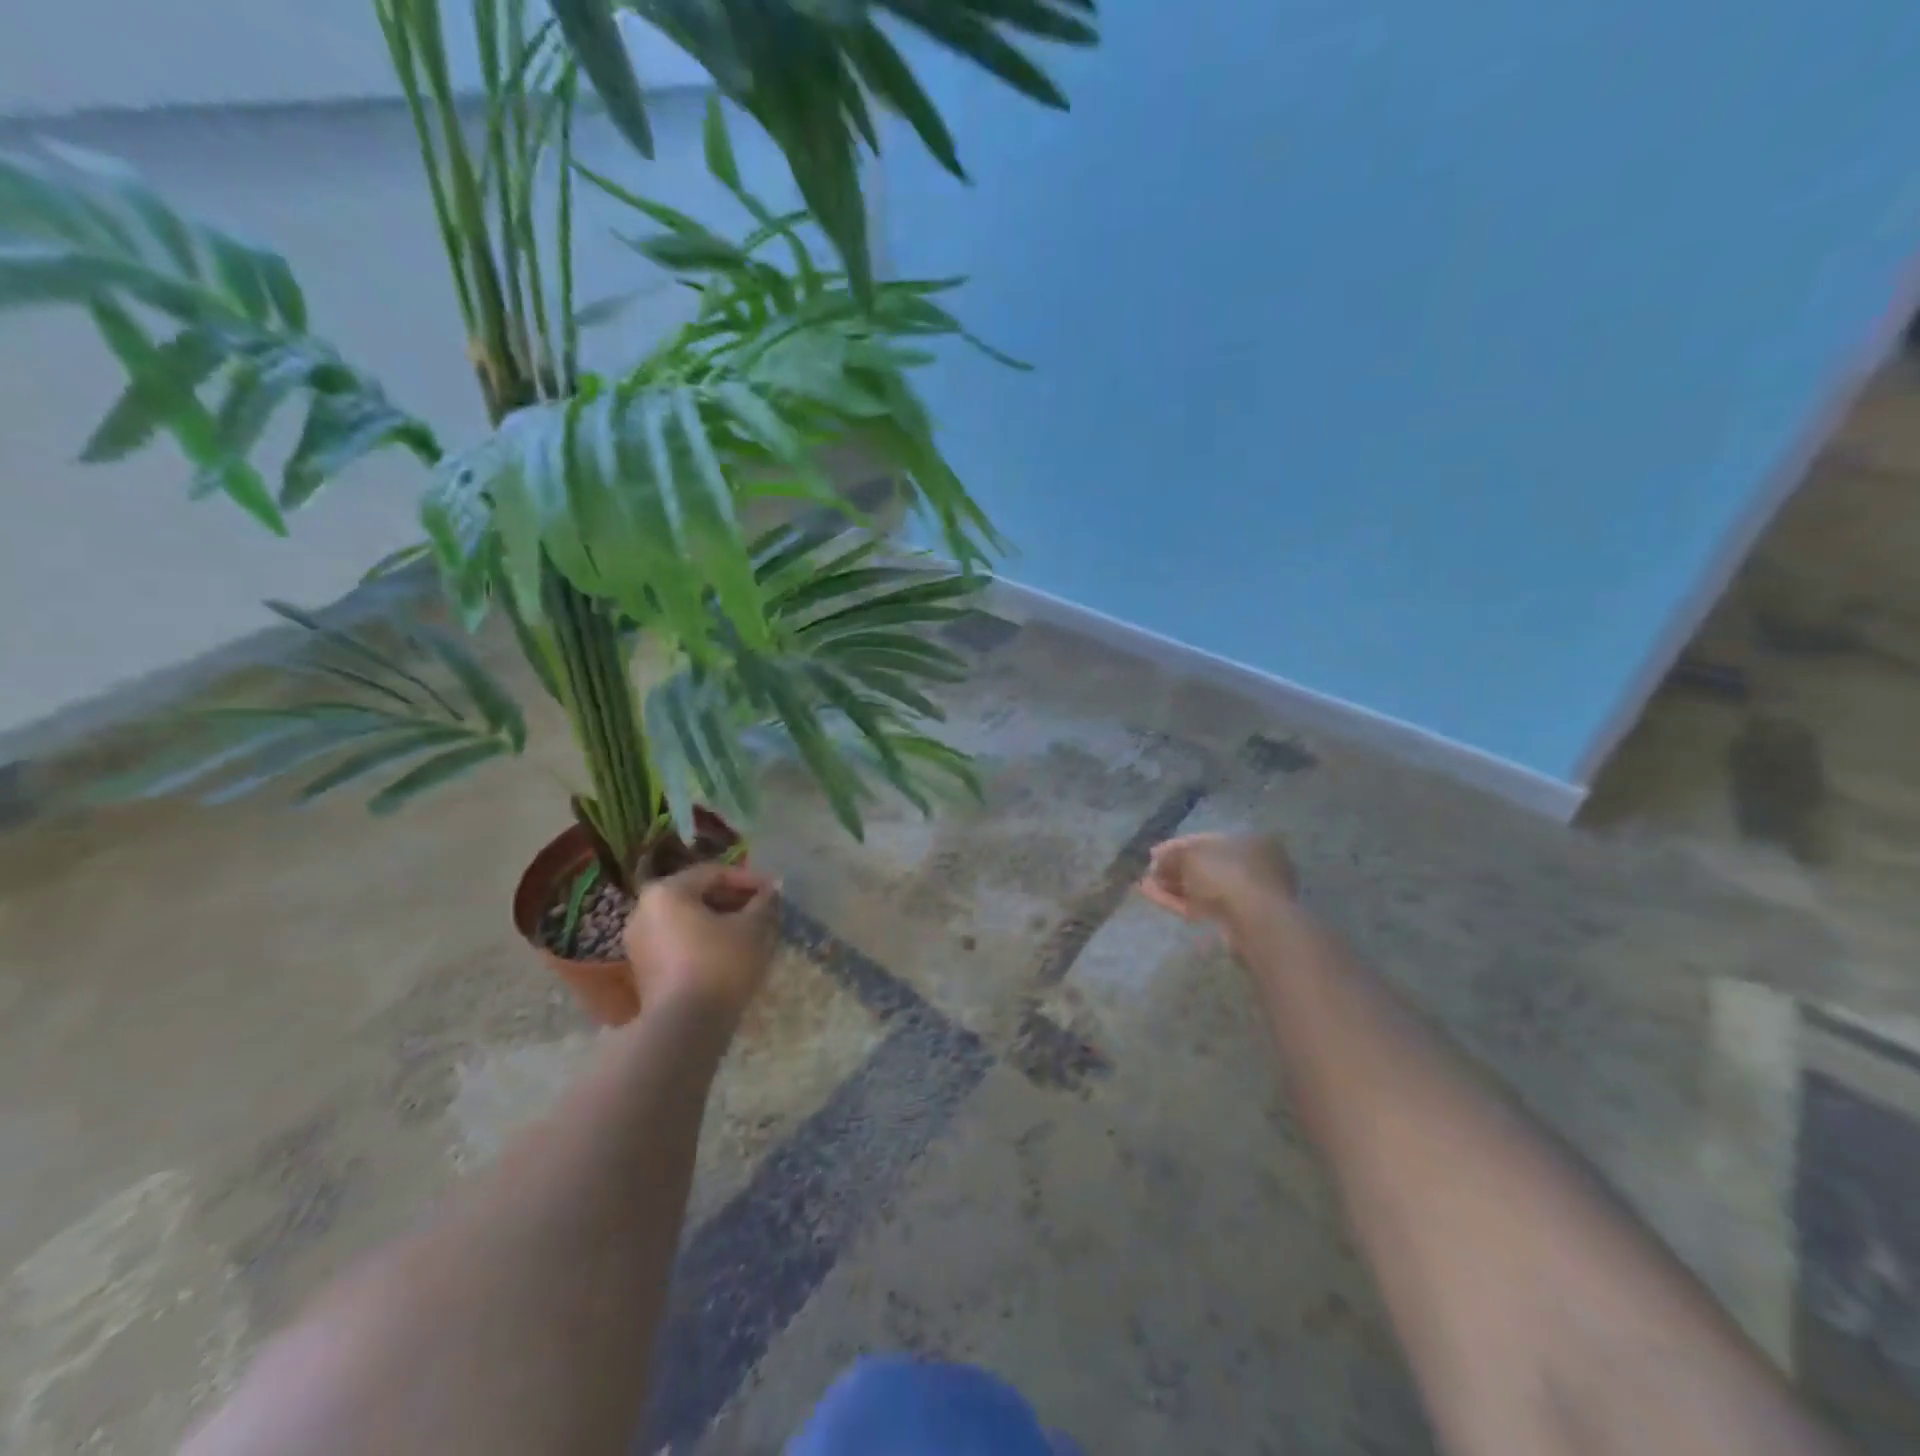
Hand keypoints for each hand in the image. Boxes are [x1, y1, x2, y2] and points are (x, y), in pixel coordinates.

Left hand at [624, 863, 780, 1022]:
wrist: (684, 1027)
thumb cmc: (720, 964)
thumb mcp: (753, 928)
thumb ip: (764, 903)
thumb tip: (772, 890)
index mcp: (666, 891)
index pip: (714, 873)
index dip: (749, 880)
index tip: (775, 892)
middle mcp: (644, 911)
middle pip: (698, 896)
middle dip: (734, 902)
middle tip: (764, 911)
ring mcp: (639, 943)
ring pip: (689, 921)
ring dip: (721, 922)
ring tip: (752, 933)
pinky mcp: (644, 971)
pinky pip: (680, 943)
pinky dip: (705, 942)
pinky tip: (731, 954)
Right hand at [1138, 832, 1297, 929]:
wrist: (1256, 923)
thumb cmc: (1227, 876)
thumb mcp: (1190, 856)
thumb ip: (1171, 855)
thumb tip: (1157, 862)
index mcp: (1249, 841)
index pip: (1206, 840)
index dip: (1176, 846)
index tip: (1153, 854)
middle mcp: (1253, 865)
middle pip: (1205, 865)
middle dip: (1174, 869)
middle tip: (1149, 873)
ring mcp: (1248, 895)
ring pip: (1204, 888)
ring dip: (1174, 886)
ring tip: (1144, 887)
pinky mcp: (1240, 920)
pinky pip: (1206, 906)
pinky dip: (1182, 902)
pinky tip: (1157, 899)